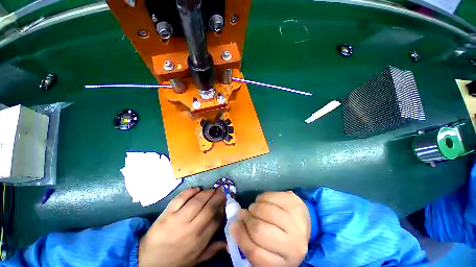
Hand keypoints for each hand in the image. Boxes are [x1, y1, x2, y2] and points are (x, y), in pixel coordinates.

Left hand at [139, 188, 225, 266]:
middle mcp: (191, 229)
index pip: (216, 219)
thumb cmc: (176, 260)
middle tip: (221, 190)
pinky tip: (196, 189)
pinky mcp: (166, 214)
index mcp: (199, 240)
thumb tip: (228, 243)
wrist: (149, 262)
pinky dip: (190, 191)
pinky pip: (180, 198)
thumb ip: (213, 249)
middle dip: (217, 196)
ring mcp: (177, 220)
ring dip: (206, 192)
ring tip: (211, 190)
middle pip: (208, 207)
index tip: (225, 200)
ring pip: (196, 201)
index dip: (222, 207)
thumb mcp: (196, 259)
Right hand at [231, 191, 310, 265]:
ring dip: (254, 207)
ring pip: (264, 210)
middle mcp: (293, 245)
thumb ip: (250, 243)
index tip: (234, 225)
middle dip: (247, 219)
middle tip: (244, 214)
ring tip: (254, 208)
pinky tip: (262, 201)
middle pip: (259, 230)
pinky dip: (261, 198)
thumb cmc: (281, 240)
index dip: (240, 237)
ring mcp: (296, 221)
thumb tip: (234, 225)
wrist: (302, 225)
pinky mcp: (294, 202)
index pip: (254, 253)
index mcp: (284, 263)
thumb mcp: (268, 250)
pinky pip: (269, 196)